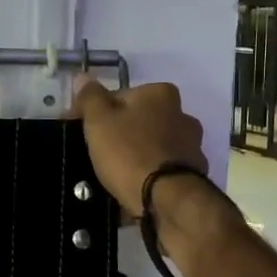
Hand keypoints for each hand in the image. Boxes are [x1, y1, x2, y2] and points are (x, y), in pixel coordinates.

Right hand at [67, 76, 206, 217]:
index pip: (121, 96)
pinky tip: (135, 187)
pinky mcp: (194, 175)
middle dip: (122, 132)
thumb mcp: (99, 121)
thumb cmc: (129, 153)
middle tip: (99, 152)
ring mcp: (192, 146)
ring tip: (115, 174)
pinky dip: (151, 175)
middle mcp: (183, 115)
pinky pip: (163, 170)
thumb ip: (90, 97)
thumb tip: (83, 76)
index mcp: (161, 94)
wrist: (166, 200)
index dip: (98, 111)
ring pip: (154, 145)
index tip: (82, 128)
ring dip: (138, 154)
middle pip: (141, 120)